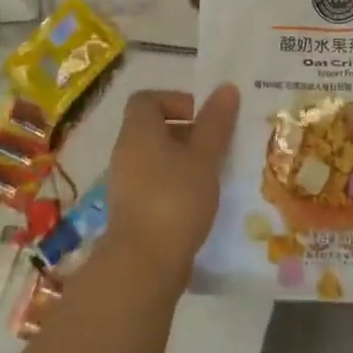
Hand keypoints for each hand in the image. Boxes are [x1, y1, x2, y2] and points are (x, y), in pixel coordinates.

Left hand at [103, 85, 239, 286]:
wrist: (143, 264)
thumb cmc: (174, 198)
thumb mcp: (203, 157)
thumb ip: (215, 123)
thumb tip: (226, 88)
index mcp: (138, 131)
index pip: (147, 99)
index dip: (175, 101)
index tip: (202, 118)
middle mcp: (125, 152)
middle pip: (152, 129)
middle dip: (186, 133)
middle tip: (215, 146)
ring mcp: (125, 184)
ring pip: (155, 159)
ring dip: (183, 161)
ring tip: (212, 175)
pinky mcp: (131, 211)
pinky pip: (154, 184)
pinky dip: (175, 185)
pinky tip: (199, 202)